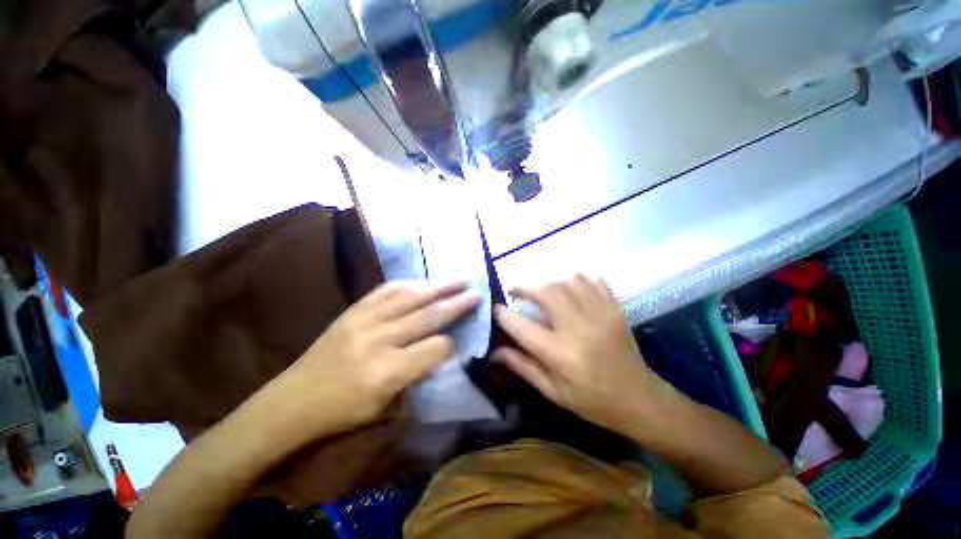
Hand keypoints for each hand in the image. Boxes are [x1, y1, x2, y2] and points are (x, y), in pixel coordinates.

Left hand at [268, 281, 479, 439]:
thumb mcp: (387, 405)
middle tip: (476, 292)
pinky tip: (425, 281)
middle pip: (428, 315)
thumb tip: (442, 348)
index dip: (452, 343)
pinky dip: (411, 283)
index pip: (435, 348)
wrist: (293, 400)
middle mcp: (378, 340)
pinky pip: (387, 289)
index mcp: (387, 372)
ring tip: (459, 279)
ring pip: (411, 296)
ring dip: (439, 285)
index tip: (460, 339)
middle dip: (456, 303)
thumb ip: (418, 373)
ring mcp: (364, 319)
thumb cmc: (343, 412)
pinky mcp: (354, 310)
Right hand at [493, 276, 667, 433]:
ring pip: (568, 281)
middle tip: (515, 291)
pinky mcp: (615, 309)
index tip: (496, 309)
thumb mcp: (552, 391)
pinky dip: (577, 281)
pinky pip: (592, 281)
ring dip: (550, 283)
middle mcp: (578, 328)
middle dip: (525, 287)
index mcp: (560, 354)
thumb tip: (494, 351)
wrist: (639, 399)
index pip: (521, 327)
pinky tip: (571, 292)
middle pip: (546, 292)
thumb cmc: (592, 401)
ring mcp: (600, 314)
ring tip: (543, 293)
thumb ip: (522, 366)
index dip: (503, 315)